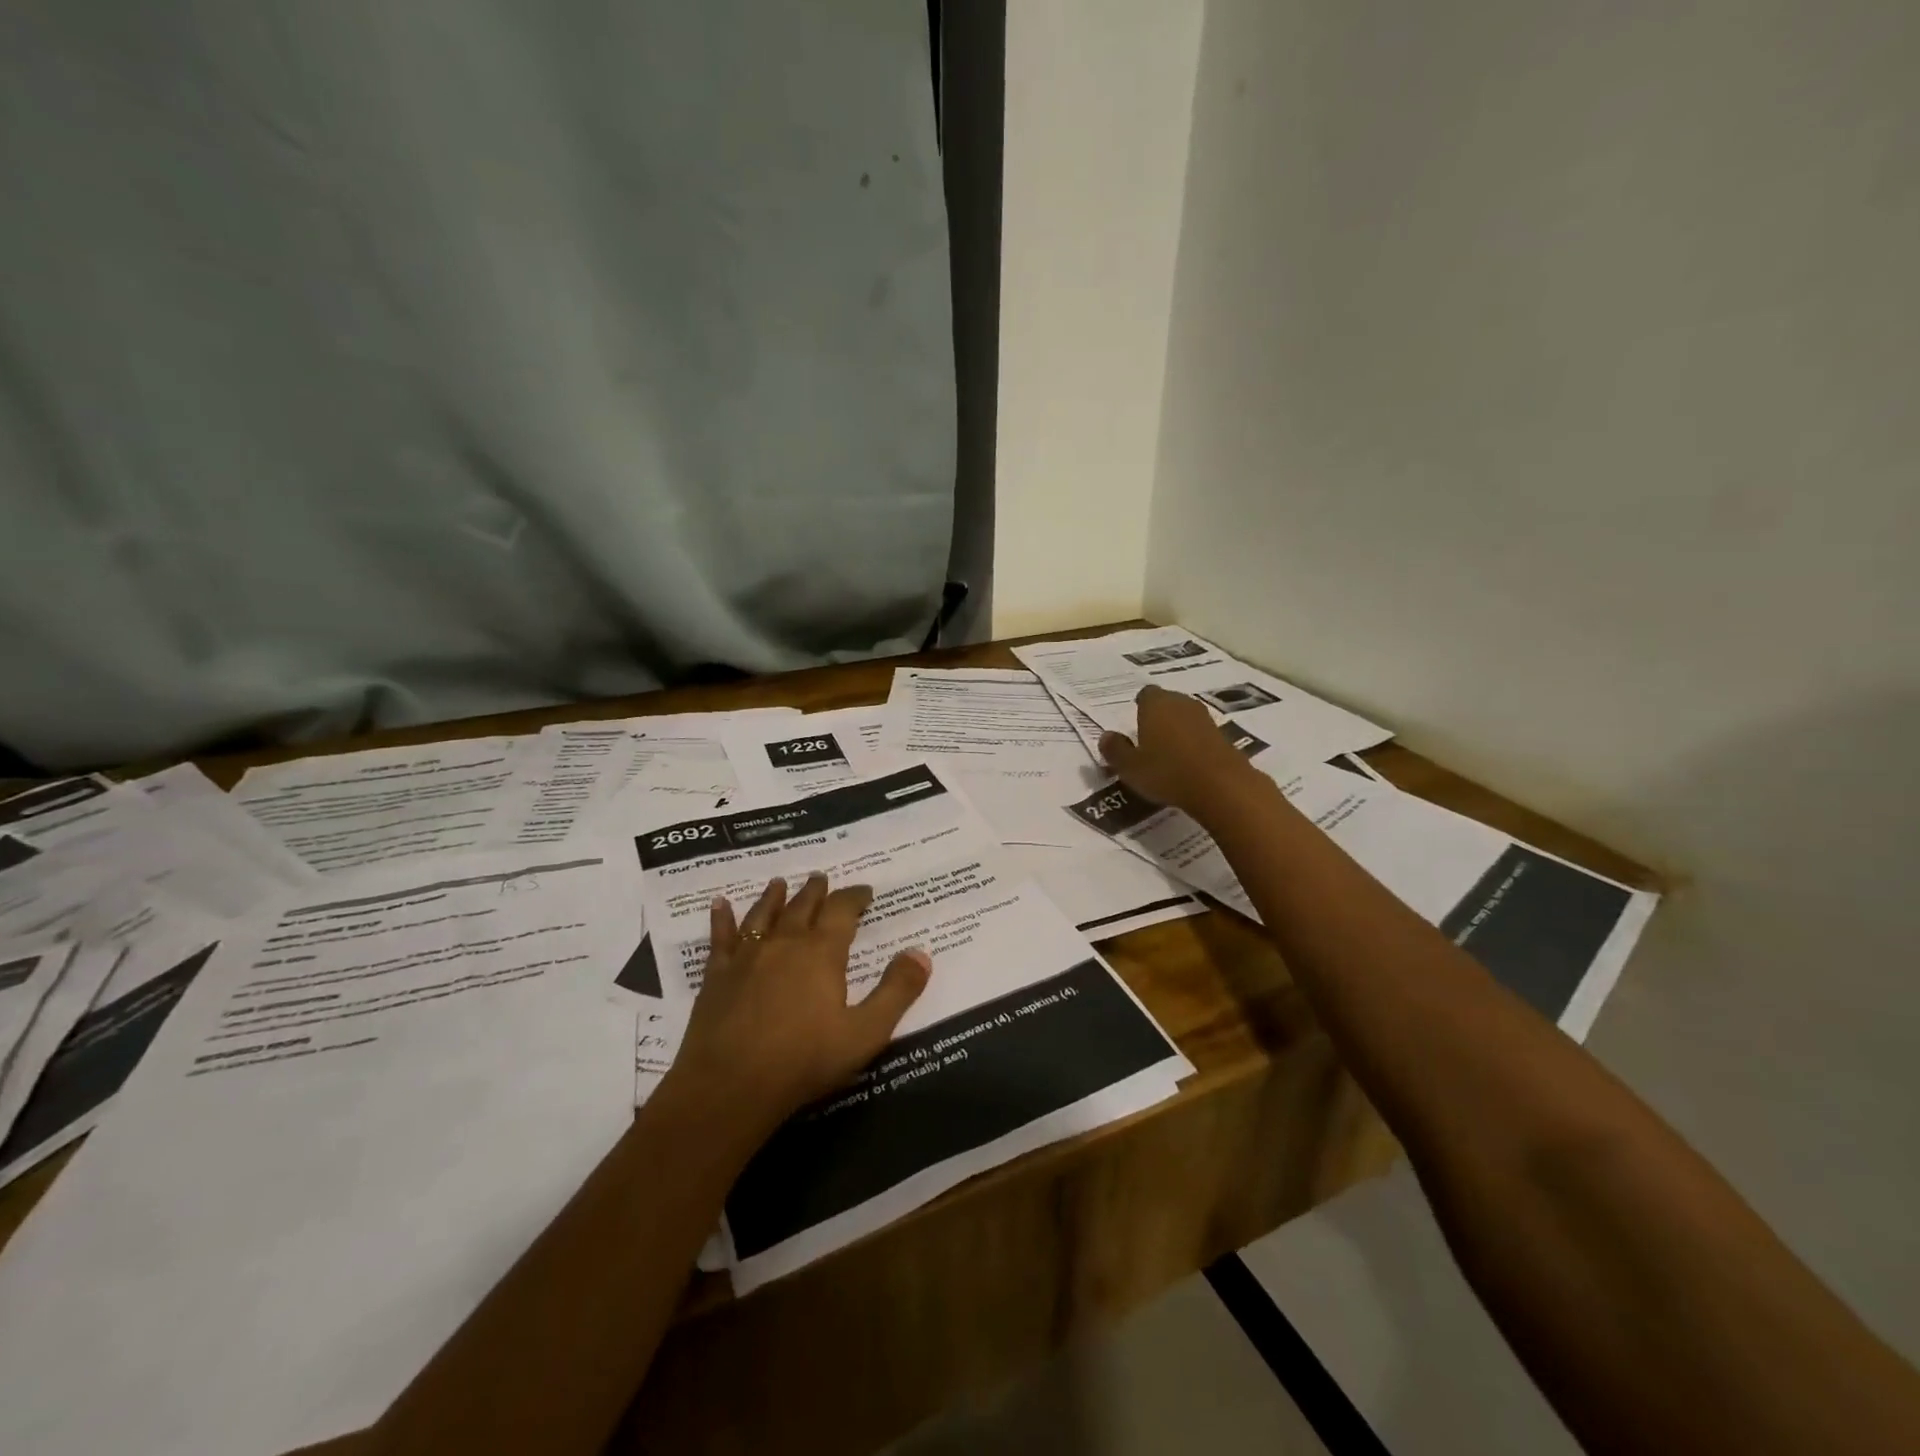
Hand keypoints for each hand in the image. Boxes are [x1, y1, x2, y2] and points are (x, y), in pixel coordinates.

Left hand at [666, 874, 931, 1138]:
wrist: (730, 1086)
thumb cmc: (804, 1060)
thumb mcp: (865, 1033)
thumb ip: (897, 992)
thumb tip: (921, 953)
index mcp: (822, 953)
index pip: (842, 911)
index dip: (855, 897)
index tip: (865, 891)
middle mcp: (785, 943)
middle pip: (802, 906)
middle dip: (816, 891)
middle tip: (822, 878)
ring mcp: (747, 957)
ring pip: (763, 915)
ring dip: (773, 897)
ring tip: (779, 883)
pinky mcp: (717, 976)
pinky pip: (720, 938)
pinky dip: (722, 919)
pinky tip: (719, 904)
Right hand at [1099, 685, 1255, 816]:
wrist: (1222, 787)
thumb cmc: (1167, 772)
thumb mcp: (1129, 767)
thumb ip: (1115, 750)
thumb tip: (1105, 736)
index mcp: (1155, 704)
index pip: (1145, 694)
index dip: (1139, 707)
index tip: (1134, 724)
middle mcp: (1181, 703)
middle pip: (1167, 703)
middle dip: (1157, 717)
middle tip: (1147, 740)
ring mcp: (1205, 719)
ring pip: (1185, 718)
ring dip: (1176, 731)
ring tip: (1166, 754)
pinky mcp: (1223, 737)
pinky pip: (1200, 735)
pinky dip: (1193, 745)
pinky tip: (1187, 764)